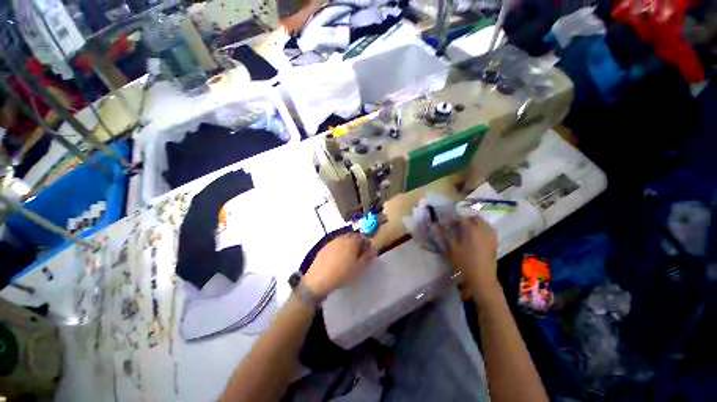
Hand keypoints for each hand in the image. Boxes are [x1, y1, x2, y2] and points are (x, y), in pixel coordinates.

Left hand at [303, 233, 375, 298]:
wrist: (319, 279)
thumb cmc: (343, 273)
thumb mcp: (359, 268)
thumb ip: (367, 258)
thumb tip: (373, 252)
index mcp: (352, 241)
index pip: (363, 238)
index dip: (366, 245)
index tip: (367, 253)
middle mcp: (342, 238)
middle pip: (352, 237)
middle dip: (357, 244)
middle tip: (357, 256)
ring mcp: (332, 242)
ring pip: (343, 241)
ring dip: (347, 246)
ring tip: (347, 258)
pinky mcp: (324, 248)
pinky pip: (335, 245)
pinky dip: (338, 249)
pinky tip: (337, 260)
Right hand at [433, 217, 499, 293]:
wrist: (482, 278)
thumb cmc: (464, 263)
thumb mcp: (451, 248)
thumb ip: (443, 233)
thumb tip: (433, 224)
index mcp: (471, 229)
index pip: (460, 218)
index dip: (451, 218)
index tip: (445, 221)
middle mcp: (483, 229)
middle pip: (474, 218)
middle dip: (465, 219)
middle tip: (456, 226)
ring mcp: (490, 235)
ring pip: (483, 223)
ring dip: (474, 223)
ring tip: (466, 231)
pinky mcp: (494, 242)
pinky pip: (488, 230)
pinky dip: (481, 229)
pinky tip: (475, 237)